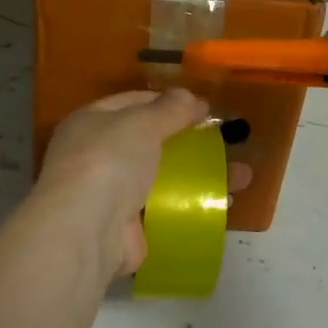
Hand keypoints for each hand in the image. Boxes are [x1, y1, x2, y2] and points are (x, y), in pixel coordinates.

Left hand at [35, 89, 250, 278]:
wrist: (87, 229)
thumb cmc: (109, 161)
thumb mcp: (141, 122)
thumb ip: (169, 108)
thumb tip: (191, 97)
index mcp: (90, 122)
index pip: (132, 103)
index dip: (168, 102)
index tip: (204, 107)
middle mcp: (96, 155)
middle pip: (149, 142)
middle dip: (189, 141)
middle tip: (226, 141)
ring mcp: (110, 194)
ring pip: (162, 178)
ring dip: (199, 176)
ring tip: (241, 176)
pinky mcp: (126, 227)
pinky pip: (165, 210)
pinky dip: (191, 206)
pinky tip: (223, 204)